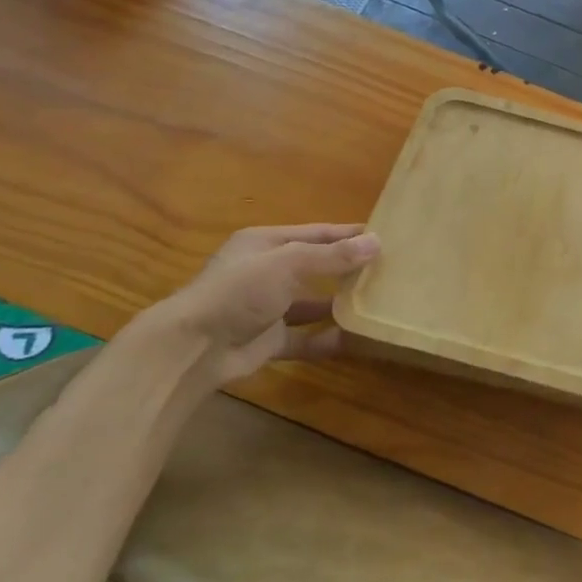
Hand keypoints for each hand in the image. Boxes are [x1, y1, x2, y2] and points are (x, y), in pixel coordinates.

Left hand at [156, 224, 380, 385]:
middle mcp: (266, 272)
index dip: (348, 234)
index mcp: (265, 244)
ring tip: (378, 303)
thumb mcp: (288, 264)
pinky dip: (327, 338)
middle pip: (315, 266)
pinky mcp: (268, 340)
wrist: (194, 348)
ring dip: (339, 303)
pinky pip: (305, 337)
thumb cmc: (239, 291)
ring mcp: (267, 308)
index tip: (383, 236)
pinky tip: (356, 339)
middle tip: (387, 270)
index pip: (316, 233)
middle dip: (347, 268)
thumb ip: (332, 255)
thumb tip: (377, 242)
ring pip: (312, 302)